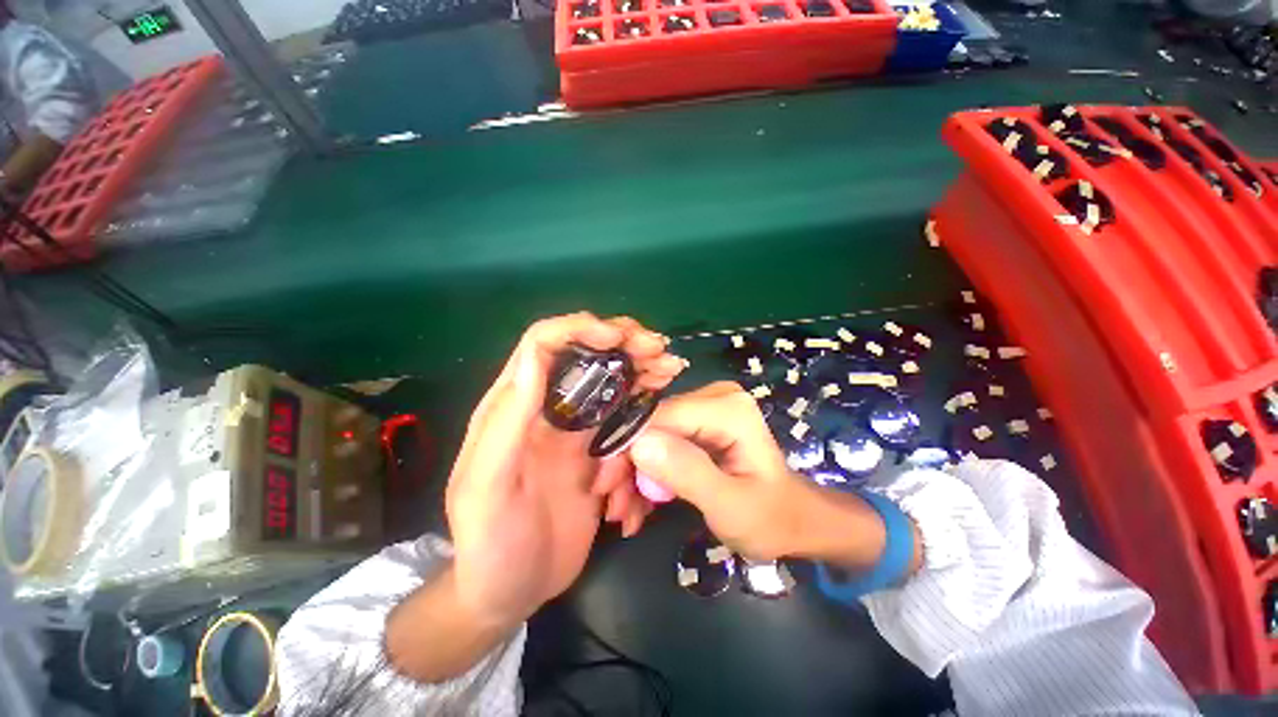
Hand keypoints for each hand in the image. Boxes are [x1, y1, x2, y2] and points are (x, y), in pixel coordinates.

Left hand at [445, 313, 684, 628]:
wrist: (511, 591)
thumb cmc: (490, 543)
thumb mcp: (487, 486)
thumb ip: (508, 420)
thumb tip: (534, 356)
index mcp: (514, 406)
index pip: (544, 344)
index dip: (580, 330)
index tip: (617, 337)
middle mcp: (547, 407)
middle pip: (586, 355)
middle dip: (621, 342)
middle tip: (657, 348)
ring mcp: (576, 429)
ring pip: (611, 381)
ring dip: (640, 367)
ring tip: (670, 367)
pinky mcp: (597, 450)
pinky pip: (624, 416)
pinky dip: (645, 401)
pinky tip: (664, 395)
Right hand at [627, 382, 920, 570]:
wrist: (792, 519)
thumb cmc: (770, 517)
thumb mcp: (730, 505)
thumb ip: (688, 472)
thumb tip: (639, 444)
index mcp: (727, 408)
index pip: (661, 416)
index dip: (628, 447)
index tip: (605, 486)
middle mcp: (713, 397)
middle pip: (653, 425)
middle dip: (628, 466)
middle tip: (614, 506)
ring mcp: (705, 408)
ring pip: (652, 435)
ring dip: (635, 474)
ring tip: (625, 512)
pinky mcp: (699, 423)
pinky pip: (662, 442)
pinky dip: (649, 473)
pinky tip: (640, 503)